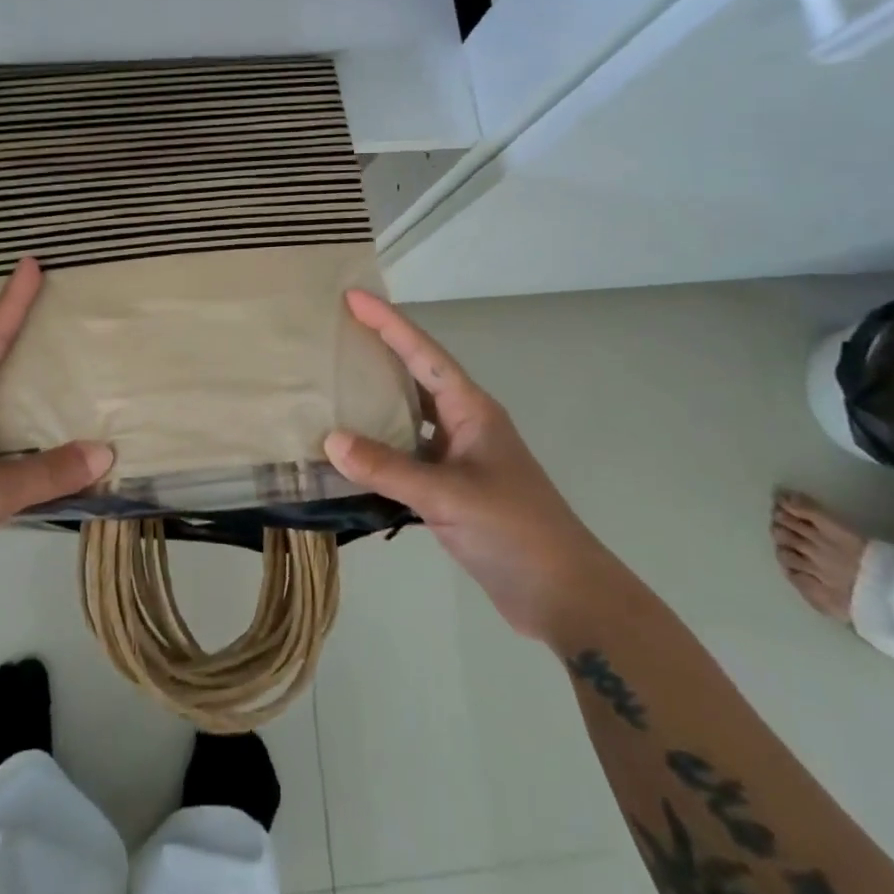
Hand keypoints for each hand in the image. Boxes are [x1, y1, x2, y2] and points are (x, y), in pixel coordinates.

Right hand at [323, 291, 610, 642]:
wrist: (564, 596)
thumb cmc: (515, 531)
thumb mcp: (449, 495)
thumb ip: (388, 468)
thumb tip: (330, 440)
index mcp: (472, 411)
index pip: (424, 354)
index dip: (388, 323)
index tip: (353, 297)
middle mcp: (464, 426)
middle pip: (414, 379)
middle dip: (378, 354)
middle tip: (334, 336)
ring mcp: (458, 460)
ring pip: (408, 420)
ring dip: (374, 406)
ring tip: (330, 390)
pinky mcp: (450, 492)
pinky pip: (405, 459)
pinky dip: (377, 454)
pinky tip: (347, 457)